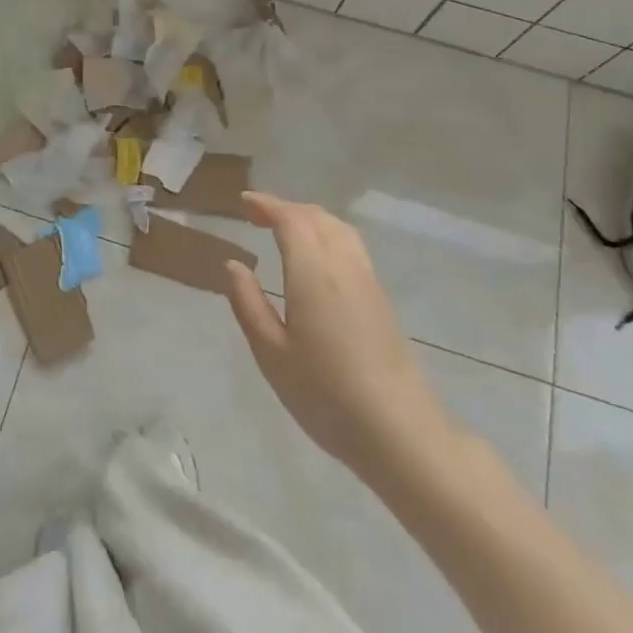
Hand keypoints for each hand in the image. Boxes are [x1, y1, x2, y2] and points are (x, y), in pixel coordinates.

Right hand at [224, 193, 455, 487]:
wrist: (399, 430)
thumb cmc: (325, 395)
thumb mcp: (271, 354)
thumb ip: (249, 304)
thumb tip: (234, 264)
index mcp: (312, 274)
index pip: (290, 219)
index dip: (266, 205)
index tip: (243, 202)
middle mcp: (342, 266)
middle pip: (316, 217)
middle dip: (285, 208)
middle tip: (256, 215)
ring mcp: (367, 280)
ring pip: (338, 228)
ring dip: (309, 218)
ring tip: (284, 230)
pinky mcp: (380, 297)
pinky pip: (351, 245)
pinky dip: (327, 234)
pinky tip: (316, 257)